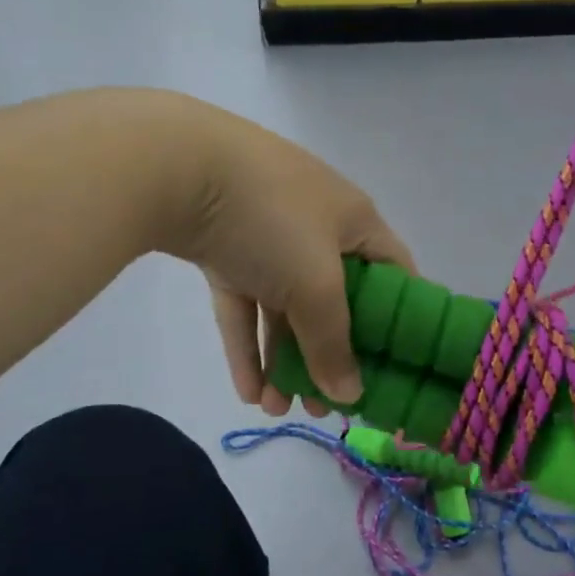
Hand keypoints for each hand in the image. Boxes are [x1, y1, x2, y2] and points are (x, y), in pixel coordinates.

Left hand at [162, 99, 411, 415]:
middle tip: (324, 405)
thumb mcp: (314, 286)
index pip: (395, 272)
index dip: (401, 320)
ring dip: (282, 359)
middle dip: (329, 355)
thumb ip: (333, 344)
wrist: (173, 166)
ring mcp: (267, 234)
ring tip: (275, 409)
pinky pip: (243, 302)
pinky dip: (245, 344)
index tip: (394, 367)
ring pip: (284, 307)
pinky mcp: (223, 247)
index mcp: (354, 221)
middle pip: (336, 299)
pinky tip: (245, 392)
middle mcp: (317, 226)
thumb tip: (349, 396)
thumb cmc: (271, 220)